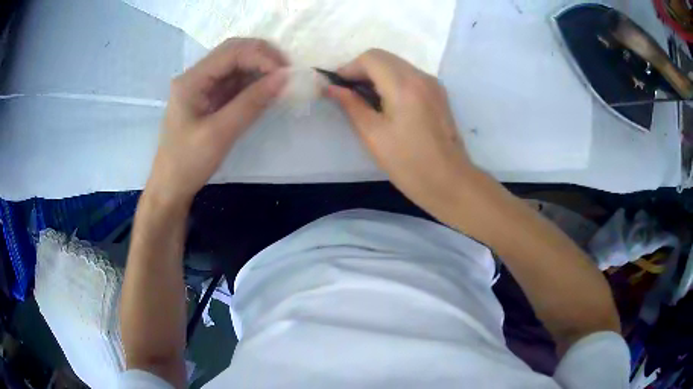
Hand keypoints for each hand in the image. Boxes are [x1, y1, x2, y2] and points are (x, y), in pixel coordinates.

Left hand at [147, 38, 288, 207]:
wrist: (171, 186)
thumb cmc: (188, 162)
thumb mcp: (220, 134)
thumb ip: (251, 103)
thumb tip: (284, 78)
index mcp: (191, 80)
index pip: (231, 52)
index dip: (261, 56)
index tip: (286, 73)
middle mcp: (196, 76)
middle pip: (234, 52)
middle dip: (263, 57)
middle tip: (287, 73)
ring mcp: (203, 87)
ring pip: (236, 65)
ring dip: (260, 69)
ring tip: (282, 81)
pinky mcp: (210, 98)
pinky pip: (235, 82)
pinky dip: (253, 83)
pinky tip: (267, 90)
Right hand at [327, 49, 475, 216]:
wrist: (450, 182)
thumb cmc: (409, 164)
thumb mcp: (373, 135)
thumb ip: (351, 105)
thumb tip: (330, 88)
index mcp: (404, 85)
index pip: (370, 58)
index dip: (349, 68)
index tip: (337, 87)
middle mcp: (421, 76)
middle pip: (384, 57)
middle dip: (361, 69)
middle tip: (348, 93)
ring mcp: (433, 84)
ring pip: (397, 65)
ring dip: (377, 74)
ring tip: (364, 99)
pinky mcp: (439, 94)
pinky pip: (410, 76)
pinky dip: (392, 80)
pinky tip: (386, 102)